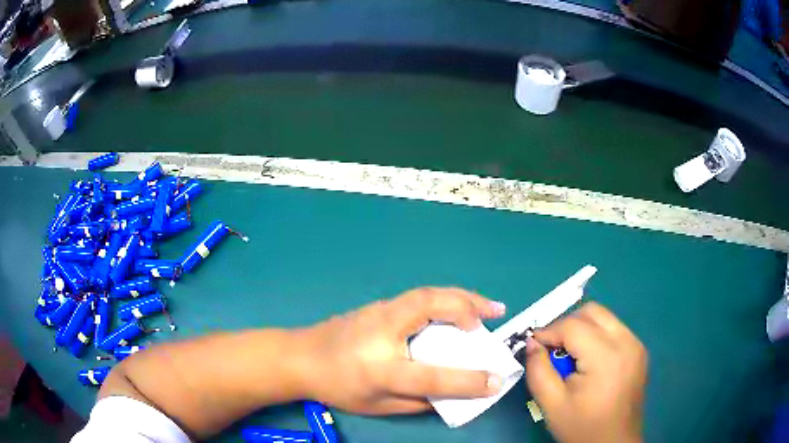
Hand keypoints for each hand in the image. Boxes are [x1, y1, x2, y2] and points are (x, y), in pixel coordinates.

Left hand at [298, 288, 506, 413]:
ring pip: (427, 294)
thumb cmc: (336, 386)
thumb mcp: (377, 405)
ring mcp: (379, 311)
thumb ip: (417, 401)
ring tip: (487, 306)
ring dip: (461, 297)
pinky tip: (456, 308)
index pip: (432, 374)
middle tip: (498, 313)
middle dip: (470, 307)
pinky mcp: (378, 305)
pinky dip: (445, 299)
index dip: (468, 380)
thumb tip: (451, 394)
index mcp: (381, 367)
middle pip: (432, 307)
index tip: (496, 381)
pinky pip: (419, 297)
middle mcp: (383, 331)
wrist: (300, 357)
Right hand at [524, 302, 646, 442]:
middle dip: (567, 324)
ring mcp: (636, 345)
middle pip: (592, 312)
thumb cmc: (582, 427)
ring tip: (570, 356)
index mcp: (606, 357)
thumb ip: (538, 371)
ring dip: (582, 329)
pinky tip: (588, 361)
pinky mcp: (639, 351)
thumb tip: (532, 343)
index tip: (533, 344)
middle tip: (552, 349)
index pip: (573, 326)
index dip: (549, 331)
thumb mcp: (552, 405)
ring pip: (604, 318)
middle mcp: (627, 342)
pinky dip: (596, 336)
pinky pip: (614, 330)